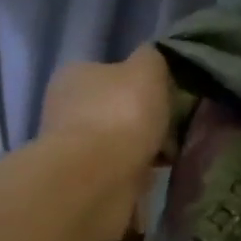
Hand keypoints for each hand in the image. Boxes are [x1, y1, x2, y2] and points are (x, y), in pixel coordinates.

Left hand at [38, 47, 174, 240]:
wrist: (98, 178)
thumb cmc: (122, 114)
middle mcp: (66, 108)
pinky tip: (155, 175)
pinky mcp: (82, 181)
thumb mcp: (148, 69)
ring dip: (143, 149)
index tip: (169, 99)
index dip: (143, 84)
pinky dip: (136, 172)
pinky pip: (119, 170)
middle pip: (115, 109)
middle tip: (175, 130)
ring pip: (118, 142)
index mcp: (75, 75)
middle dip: (144, 120)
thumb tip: (153, 59)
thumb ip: (152, 58)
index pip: (112, 73)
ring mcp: (72, 147)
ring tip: (170, 156)